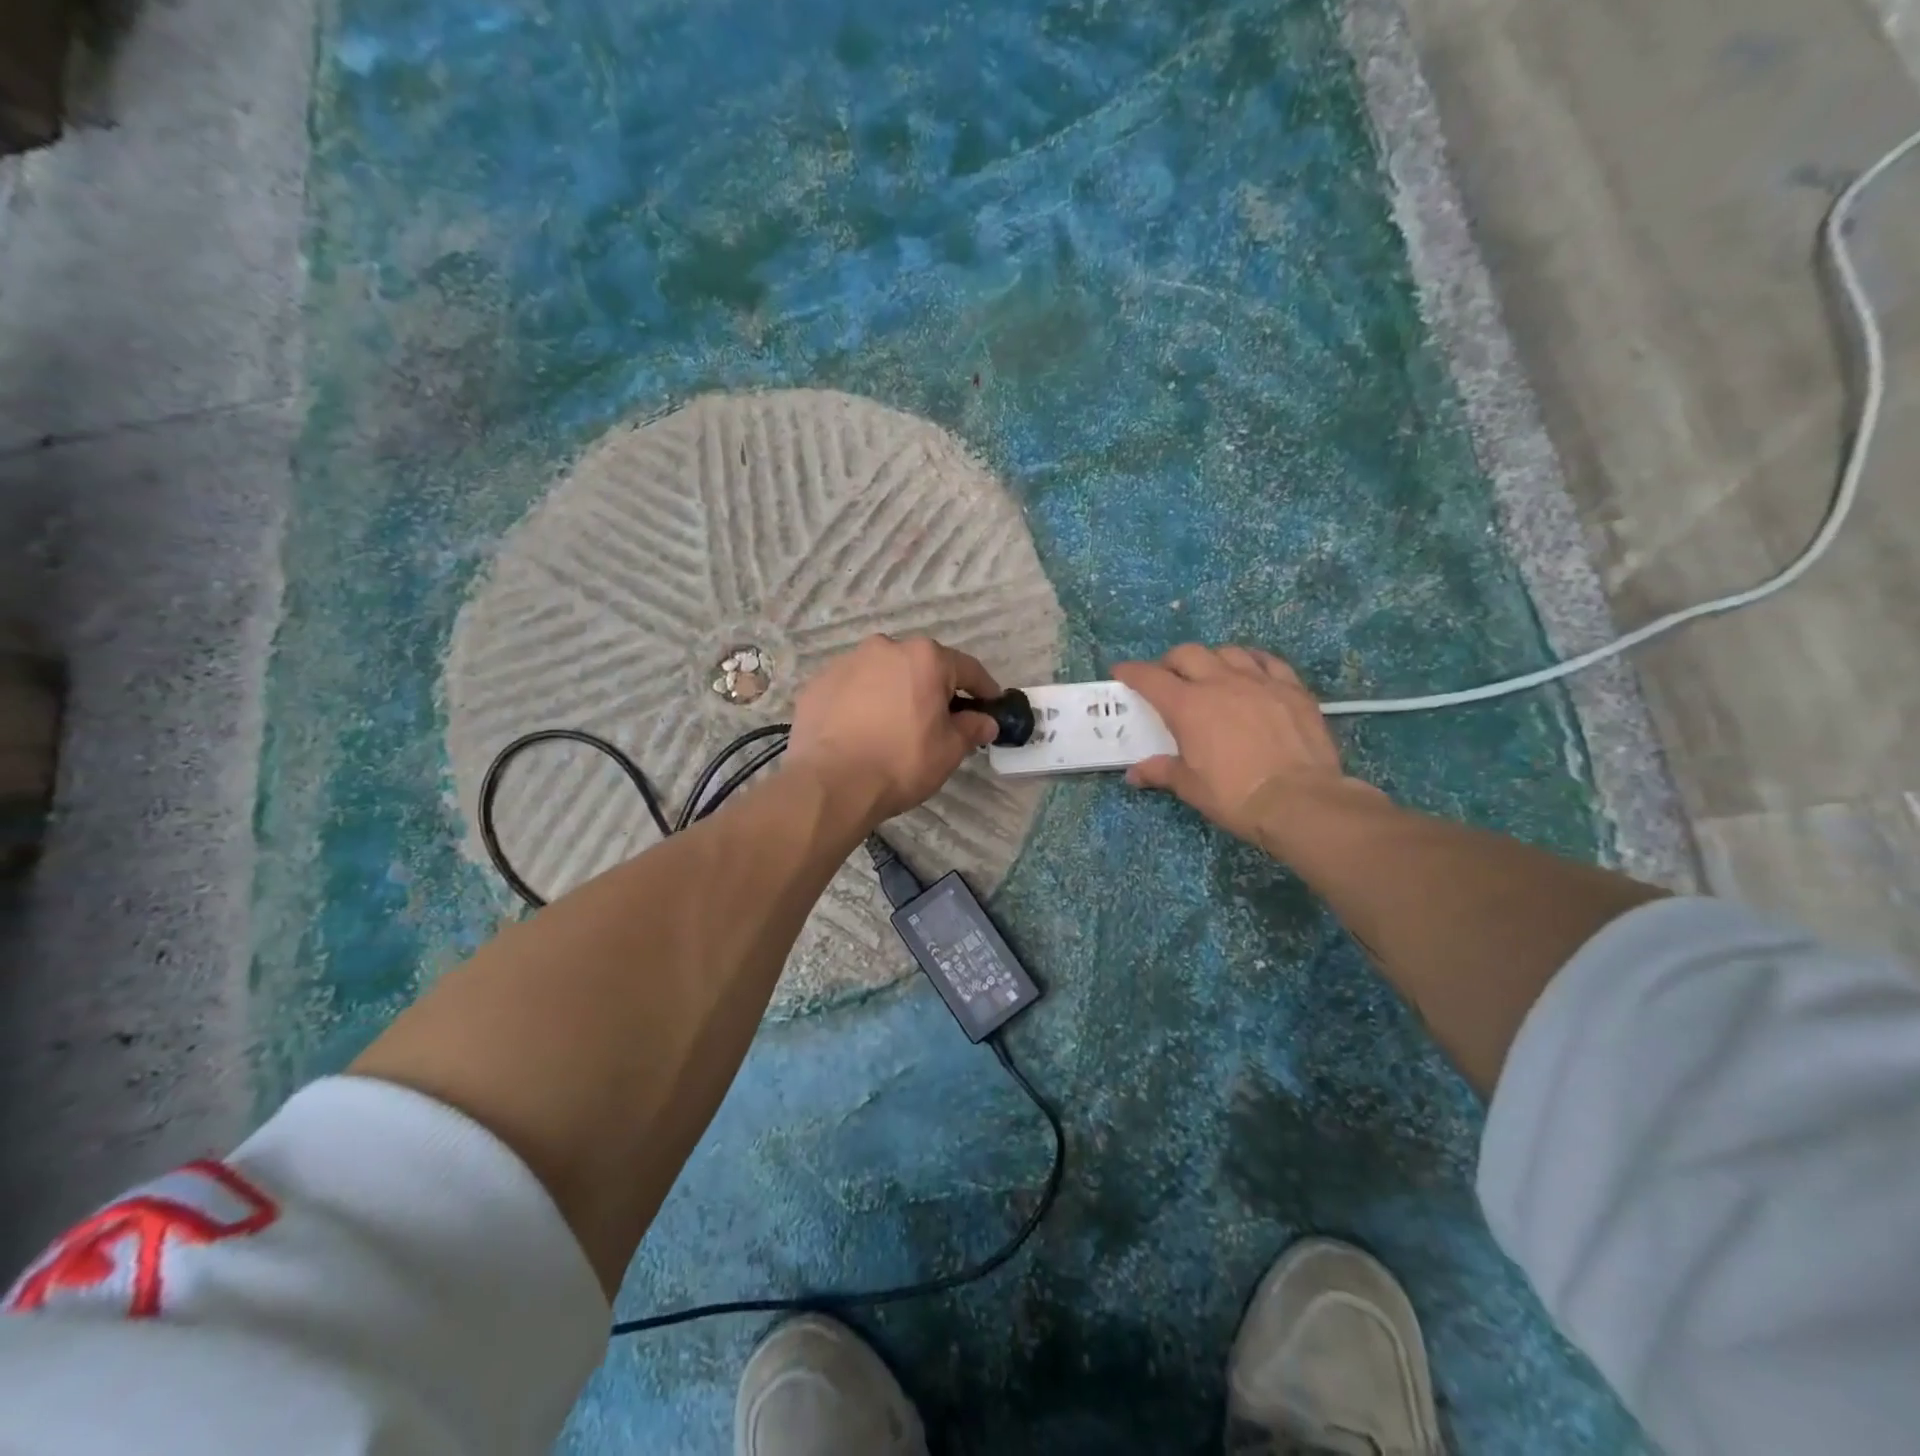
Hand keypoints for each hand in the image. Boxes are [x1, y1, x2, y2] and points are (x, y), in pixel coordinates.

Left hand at [786, 635, 1000, 823]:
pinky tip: (862, 731)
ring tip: (895, 727)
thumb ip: (971, 728)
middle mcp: (885, 648)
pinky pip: (852, 690)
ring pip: (883, 675)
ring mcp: (846, 663)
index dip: (984, 689)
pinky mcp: (817, 684)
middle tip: (940, 721)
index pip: (967, 669)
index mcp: (924, 658)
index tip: (992, 704)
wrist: (830, 784)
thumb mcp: (949, 750)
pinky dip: (862, 704)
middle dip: (934, 690)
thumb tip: (986, 721)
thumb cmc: (901, 762)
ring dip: (895, 693)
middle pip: (921, 667)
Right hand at [1113, 644, 1351, 843]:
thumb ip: (1161, 771)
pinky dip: (1253, 661)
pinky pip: (1268, 661)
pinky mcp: (1292, 688)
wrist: (1299, 800)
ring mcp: (1259, 681)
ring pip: (1228, 652)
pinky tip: (1252, 671)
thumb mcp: (1190, 787)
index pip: (1150, 678)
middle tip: (1168, 678)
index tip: (1121, 672)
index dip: (1131, 672)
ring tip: (1211, 674)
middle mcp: (1220, 683)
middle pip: (1187, 654)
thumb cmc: (1234, 795)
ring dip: (1211, 659)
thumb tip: (1135, 774)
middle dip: (1171, 662)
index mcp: (1188, 706)